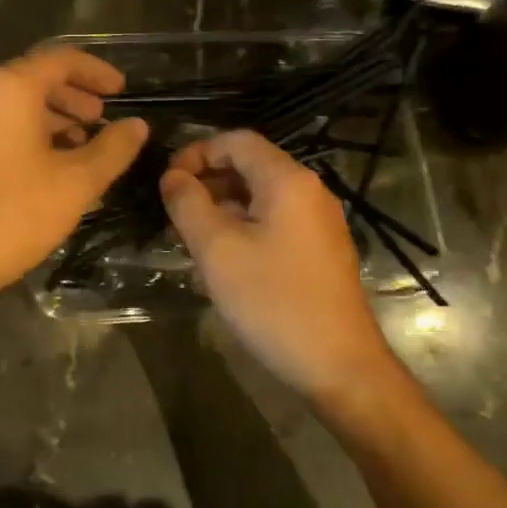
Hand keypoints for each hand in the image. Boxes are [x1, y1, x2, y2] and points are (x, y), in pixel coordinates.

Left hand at [0, 46, 149, 311]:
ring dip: (51, 117)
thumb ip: (113, 149)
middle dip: (74, 96)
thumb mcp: (76, 183)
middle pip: (34, 79)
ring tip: (78, 146)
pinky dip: (24, 133)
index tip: (121, 90)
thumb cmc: (11, 216)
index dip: (97, 71)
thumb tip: (137, 125)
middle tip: (101, 120)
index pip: (61, 59)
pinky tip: (41, 167)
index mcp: (10, 89)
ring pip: (13, 105)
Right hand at [161, 130, 397, 411]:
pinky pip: (272, 223)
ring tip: (189, 241)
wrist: (339, 367)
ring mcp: (317, 223)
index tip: (167, 183)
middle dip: (206, 182)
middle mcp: (308, 191)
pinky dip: (241, 229)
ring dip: (220, 209)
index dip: (196, 152)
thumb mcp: (217, 250)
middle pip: (248, 167)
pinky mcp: (318, 251)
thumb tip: (172, 177)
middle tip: (172, 214)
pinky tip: (220, 265)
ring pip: (258, 198)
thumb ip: (188, 204)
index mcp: (287, 180)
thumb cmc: (273, 301)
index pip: (236, 141)